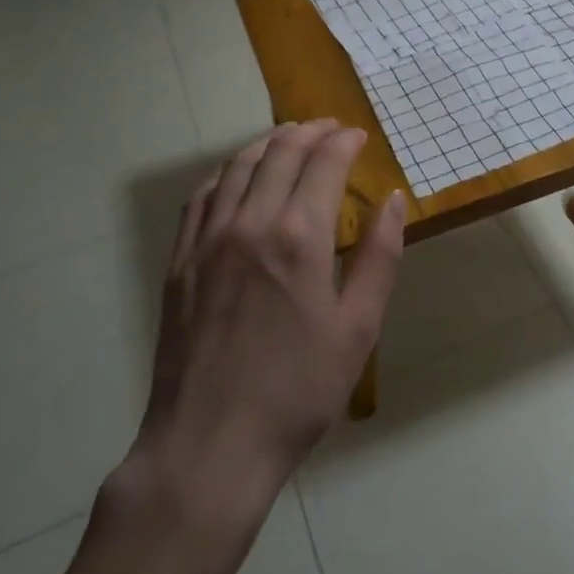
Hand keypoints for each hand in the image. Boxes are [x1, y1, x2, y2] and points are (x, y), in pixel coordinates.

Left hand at [120, 121, 405, 511]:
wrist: (210, 445)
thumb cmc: (297, 391)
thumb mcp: (357, 328)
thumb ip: (379, 257)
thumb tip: (393, 201)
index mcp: (298, 236)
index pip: (324, 163)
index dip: (344, 142)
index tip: (358, 136)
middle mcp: (250, 222)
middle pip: (280, 153)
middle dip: (309, 132)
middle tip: (329, 128)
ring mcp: (208, 239)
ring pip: (238, 167)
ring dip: (267, 144)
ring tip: (287, 138)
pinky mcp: (180, 261)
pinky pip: (201, 198)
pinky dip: (225, 174)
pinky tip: (235, 177)